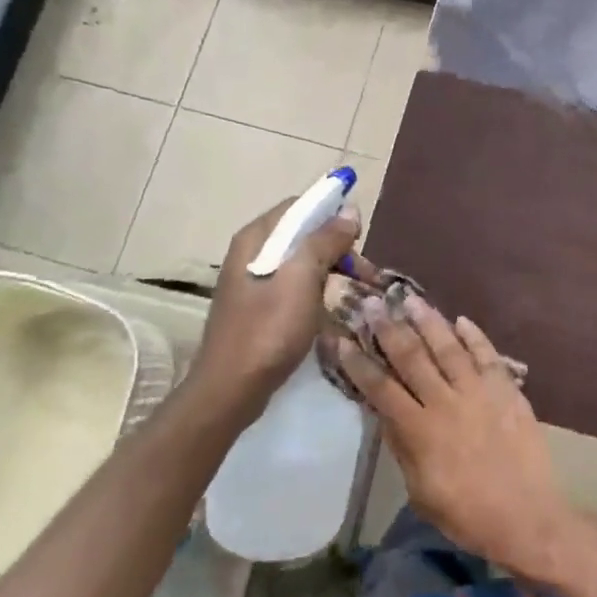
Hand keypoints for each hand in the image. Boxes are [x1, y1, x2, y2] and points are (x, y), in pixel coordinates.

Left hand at [190, 197, 369, 420]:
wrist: (231, 390)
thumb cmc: (267, 330)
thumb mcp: (302, 279)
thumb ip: (324, 240)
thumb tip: (348, 211)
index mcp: (256, 238)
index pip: (299, 206)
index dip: (332, 215)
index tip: (359, 238)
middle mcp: (251, 252)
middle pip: (302, 234)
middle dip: (336, 248)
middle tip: (365, 275)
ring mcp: (252, 281)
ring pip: (301, 262)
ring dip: (331, 271)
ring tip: (356, 293)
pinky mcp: (258, 307)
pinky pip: (294, 285)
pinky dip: (317, 290)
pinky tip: (332, 309)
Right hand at [331, 296, 575, 579]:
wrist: (527, 517)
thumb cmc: (467, 514)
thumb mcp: (421, 491)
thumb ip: (402, 448)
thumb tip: (385, 414)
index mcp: (420, 430)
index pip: (380, 388)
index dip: (359, 363)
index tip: (341, 339)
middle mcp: (445, 401)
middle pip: (411, 357)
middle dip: (388, 328)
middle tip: (372, 302)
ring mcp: (478, 391)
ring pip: (448, 347)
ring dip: (428, 321)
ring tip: (410, 298)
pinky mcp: (506, 390)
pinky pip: (487, 355)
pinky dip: (474, 336)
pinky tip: (462, 320)